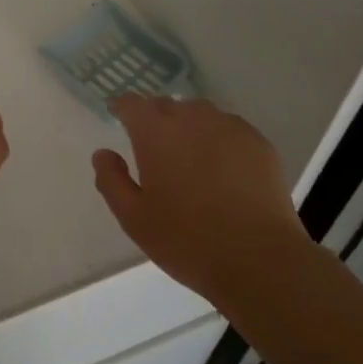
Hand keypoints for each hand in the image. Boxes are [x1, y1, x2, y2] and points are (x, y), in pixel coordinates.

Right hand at [91, 95, 303, 304]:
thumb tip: (103, 154)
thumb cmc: (186, 239)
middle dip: (155, 119)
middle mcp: (191, 117)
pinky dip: (219, 139)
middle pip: (166, 105)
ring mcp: (229, 126)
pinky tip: (223, 168)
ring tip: (190, 157)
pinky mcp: (259, 142)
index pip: (131, 103)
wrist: (259, 259)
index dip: (122, 109)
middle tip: (154, 149)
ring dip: (188, 127)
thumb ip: (111, 180)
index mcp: (155, 132)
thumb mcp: (133, 218)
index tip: (119, 119)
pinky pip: (229, 129)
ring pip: (200, 114)